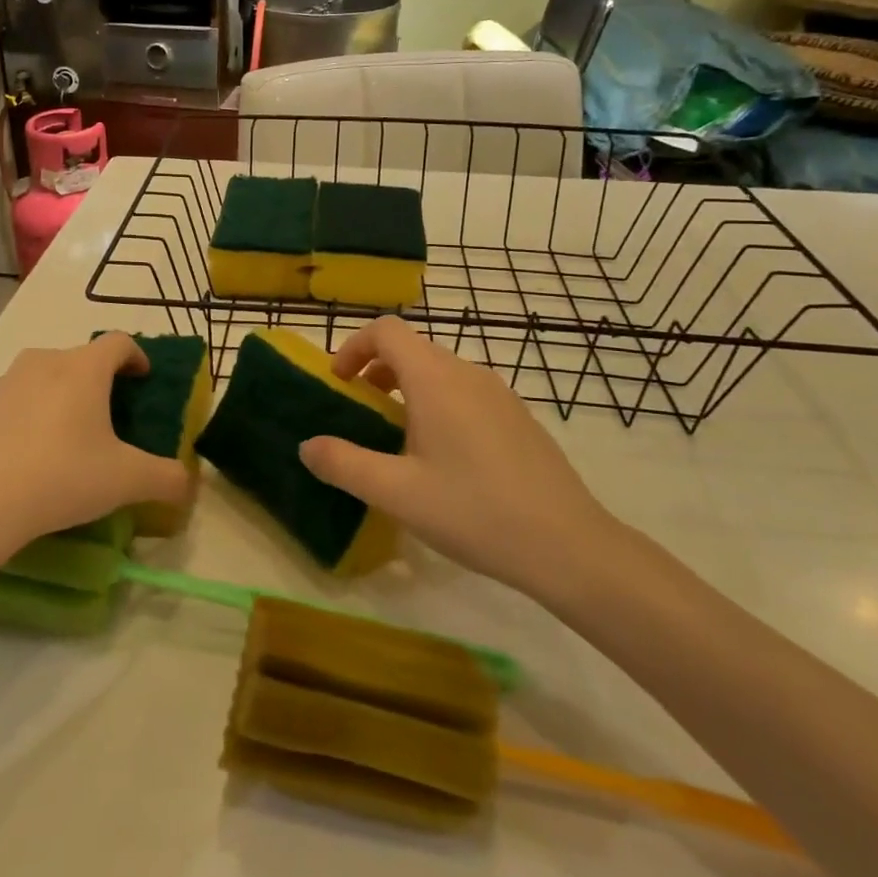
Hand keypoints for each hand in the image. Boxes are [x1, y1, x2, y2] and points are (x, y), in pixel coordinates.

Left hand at [0, 333, 190, 554]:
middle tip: (109, 415)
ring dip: (61, 395)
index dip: (137, 356)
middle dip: (99, 380)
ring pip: (44, 377)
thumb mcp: (127, 481)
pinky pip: (13, 402)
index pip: (119, 342)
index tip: (143, 378)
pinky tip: (28, 456)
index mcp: (84, 368)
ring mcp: (4, 383)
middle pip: (80, 358)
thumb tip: (188, 484)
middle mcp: (44, 362)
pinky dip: (28, 417)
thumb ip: (167, 479)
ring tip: (67, 436)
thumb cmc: (62, 476)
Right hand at [298, 316, 622, 603]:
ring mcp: (499, 394)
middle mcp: (468, 373)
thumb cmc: (474, 512)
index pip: (386, 330)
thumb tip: (307, 445)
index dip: (354, 346)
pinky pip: (465, 392)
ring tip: (396, 437)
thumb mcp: (396, 493)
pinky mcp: (518, 417)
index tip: (338, 382)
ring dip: (406, 388)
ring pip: (440, 371)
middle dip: (375, 369)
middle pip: (412, 348)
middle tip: (359, 411)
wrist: (570, 546)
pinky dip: (437, 403)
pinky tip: (443, 458)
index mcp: (436, 379)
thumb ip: (344, 464)